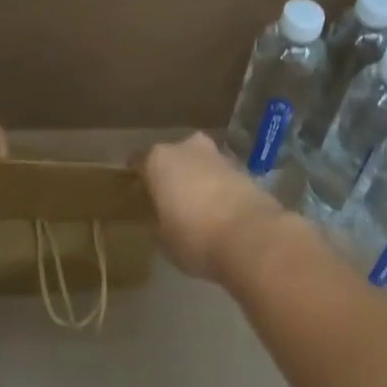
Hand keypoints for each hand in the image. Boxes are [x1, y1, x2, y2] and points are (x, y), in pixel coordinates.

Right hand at [135, 132, 285, 279]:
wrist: (251, 236)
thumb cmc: (194, 236)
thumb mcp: (163, 238)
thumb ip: (157, 221)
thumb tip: (160, 217)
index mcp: (159, 160)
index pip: (138, 161)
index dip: (136, 176)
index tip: (135, 190)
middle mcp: (186, 148)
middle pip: (172, 156)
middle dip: (170, 172)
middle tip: (167, 196)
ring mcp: (217, 156)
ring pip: (199, 162)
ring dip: (196, 177)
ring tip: (194, 203)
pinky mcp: (242, 169)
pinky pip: (220, 176)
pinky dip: (216, 187)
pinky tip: (217, 208)